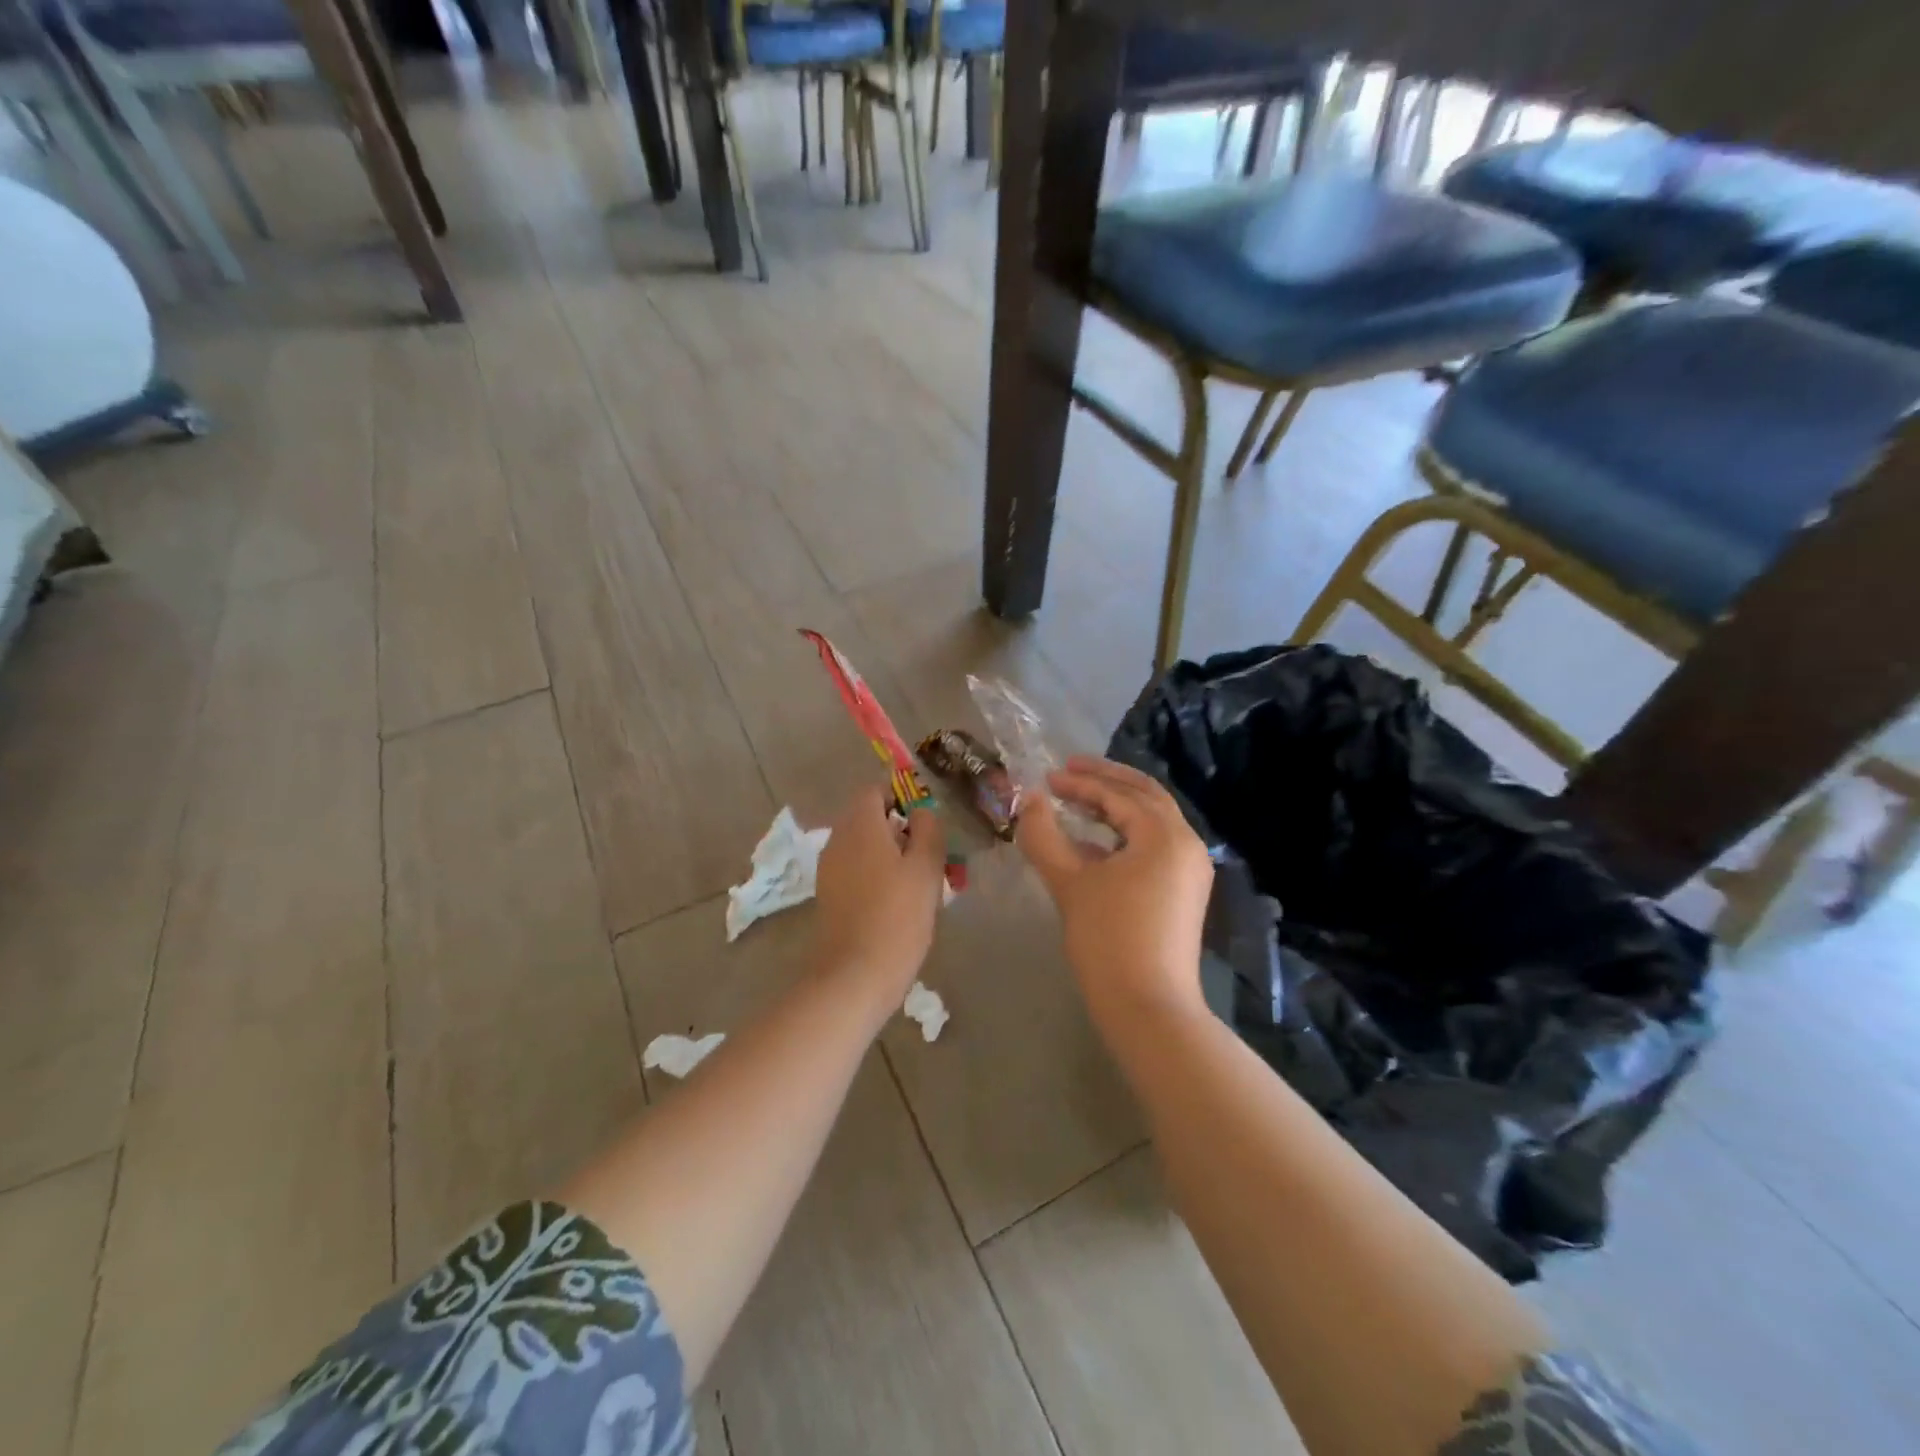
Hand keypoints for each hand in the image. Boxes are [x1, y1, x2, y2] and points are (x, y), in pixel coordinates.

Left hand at [813, 785, 946, 995]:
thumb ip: (928, 830)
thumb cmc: (897, 916)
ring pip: (862, 846)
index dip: (902, 798)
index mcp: (859, 824)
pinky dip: (875, 875)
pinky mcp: (828, 896)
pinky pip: (855, 870)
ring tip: (918, 882)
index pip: (875, 791)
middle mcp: (837, 839)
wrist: (854, 976)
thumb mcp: (926, 868)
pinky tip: (897, 902)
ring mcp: (828, 869)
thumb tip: (921, 812)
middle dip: (899, 829)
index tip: (927, 823)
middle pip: (868, 818)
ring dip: (889, 854)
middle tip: (929, 855)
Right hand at [1018, 756, 1214, 1018]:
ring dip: (1116, 807)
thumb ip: (1044, 835)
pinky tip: (1094, 845)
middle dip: (1107, 780)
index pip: (1119, 795)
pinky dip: (1125, 836)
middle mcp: (1186, 844)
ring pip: (1152, 821)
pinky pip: (1154, 847)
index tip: (1047, 778)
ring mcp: (1190, 870)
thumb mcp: (1069, 882)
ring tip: (1079, 802)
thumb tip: (1028, 800)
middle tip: (1070, 769)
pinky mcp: (1184, 892)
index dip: (1080, 783)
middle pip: (1145, 796)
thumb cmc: (1108, 938)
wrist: (1148, 1007)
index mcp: (1164, 834)